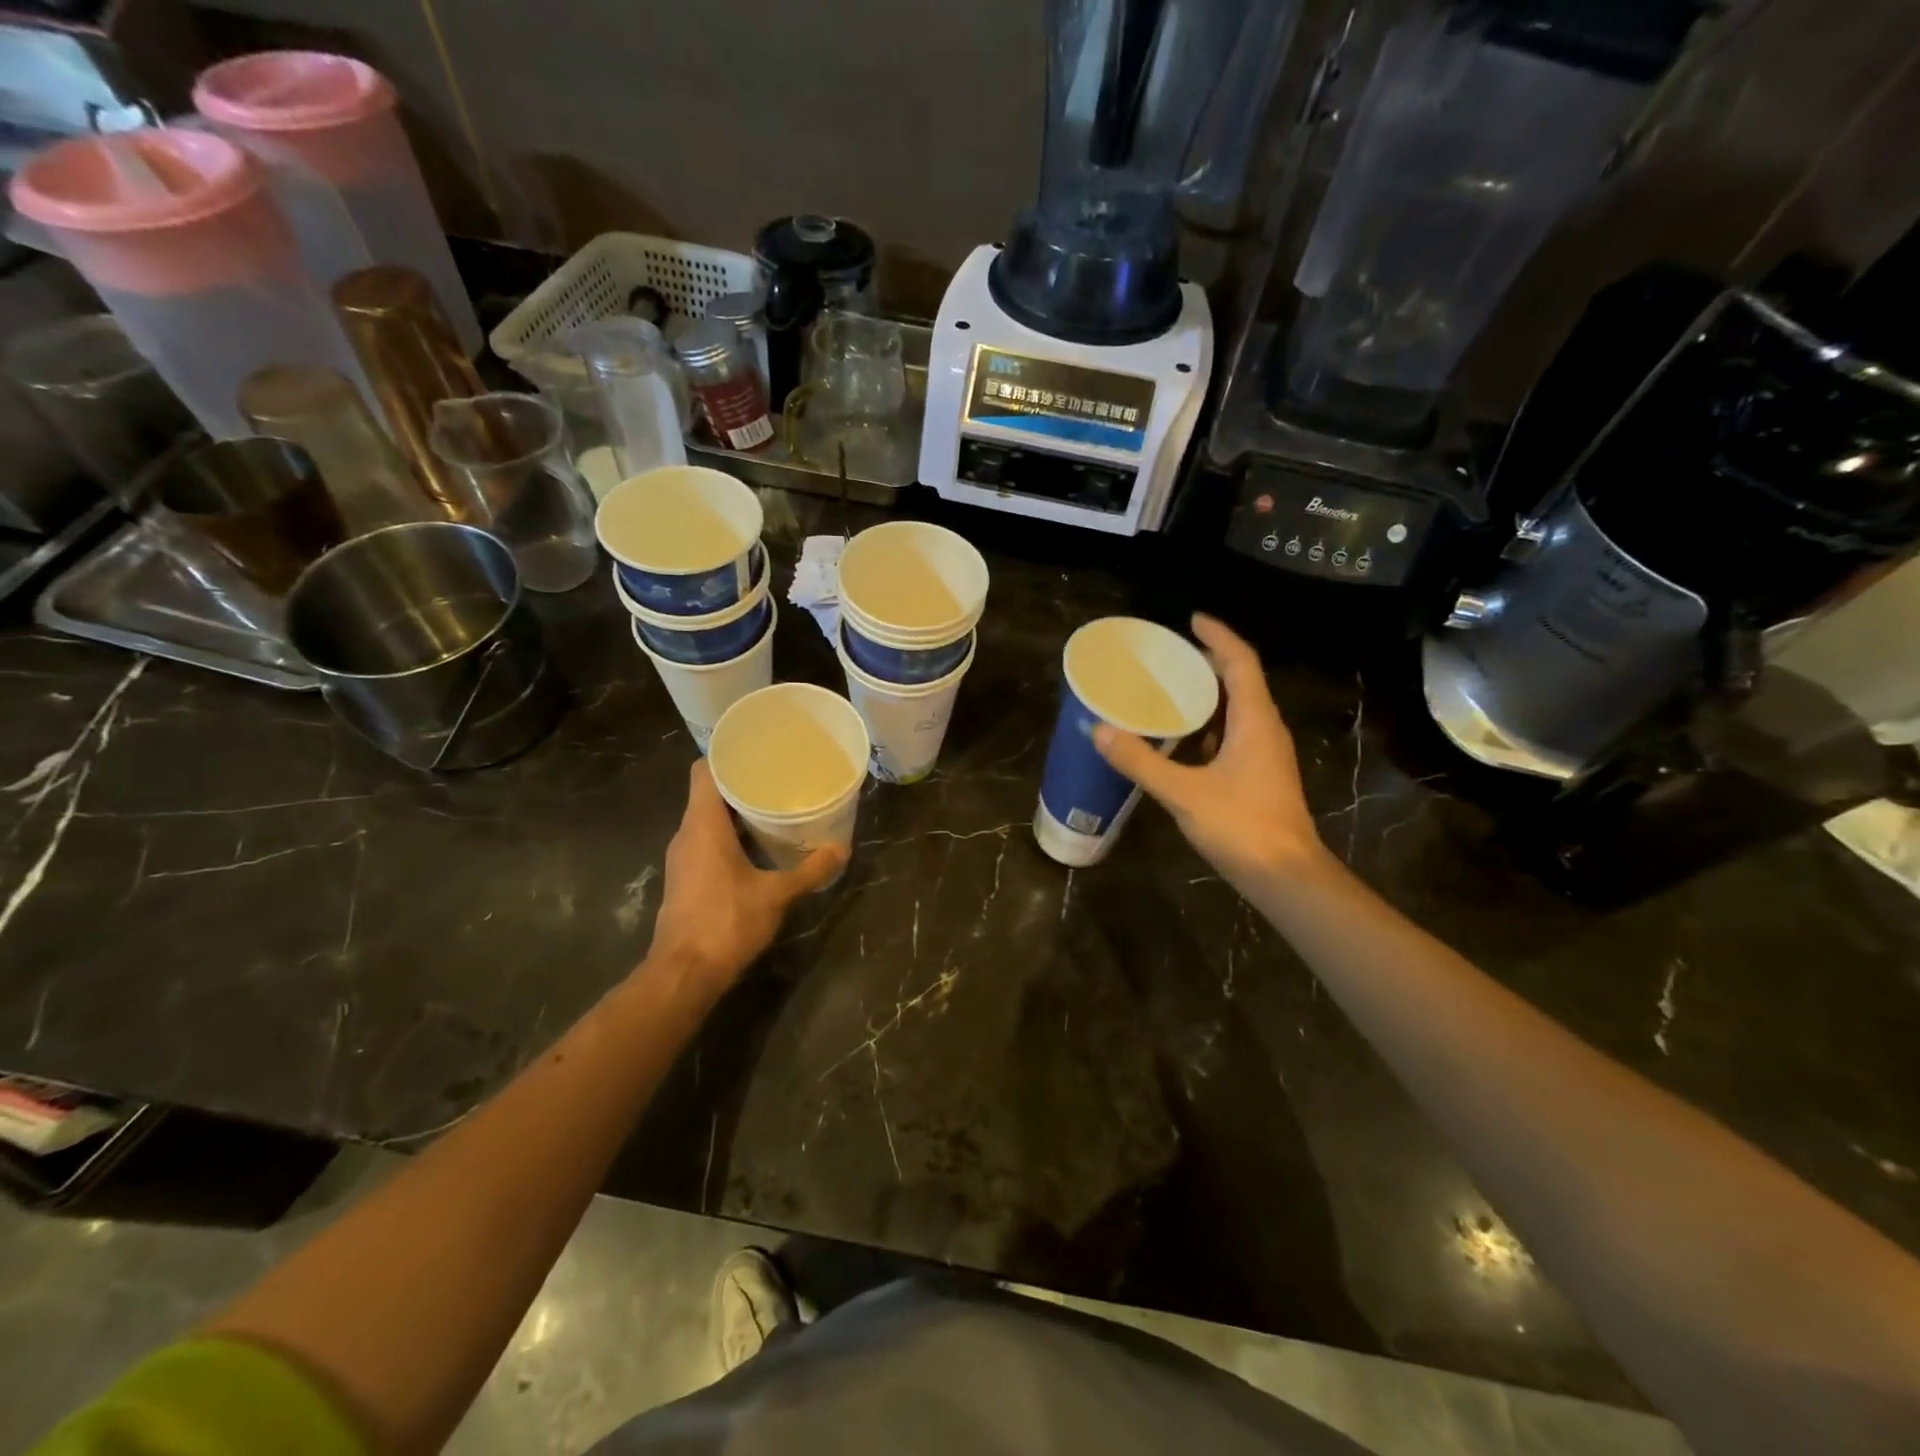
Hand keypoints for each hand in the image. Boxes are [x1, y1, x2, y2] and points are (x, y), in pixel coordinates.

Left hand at [645, 761, 846, 992]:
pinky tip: (755, 845)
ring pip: (705, 820)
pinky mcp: (684, 879)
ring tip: (770, 806)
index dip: (725, 755)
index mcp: (703, 825)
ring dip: (733, 812)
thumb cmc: (727, 922)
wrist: (684, 973)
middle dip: (739, 783)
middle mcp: (686, 835)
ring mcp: (682, 858)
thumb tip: (843, 849)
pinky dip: (727, 836)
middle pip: (707, 794)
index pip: (703, 771)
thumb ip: (810, 870)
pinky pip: (704, 842)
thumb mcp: (776, 895)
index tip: (754, 750)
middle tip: (775, 776)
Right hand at [1094, 614, 1327, 892]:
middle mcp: (1266, 730)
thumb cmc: (1242, 826)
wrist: (1287, 876)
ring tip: (1169, 691)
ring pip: (1238, 711)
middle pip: (1240, 682)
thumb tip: (1100, 730)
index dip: (1218, 636)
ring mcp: (1266, 755)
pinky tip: (1181, 741)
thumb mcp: (1184, 792)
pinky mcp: (1260, 776)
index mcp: (1255, 721)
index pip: (1240, 662)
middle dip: (1208, 663)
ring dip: (1208, 696)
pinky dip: (1208, 727)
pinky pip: (1234, 736)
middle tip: (1169, 657)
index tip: (1191, 619)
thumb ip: (1142, 761)